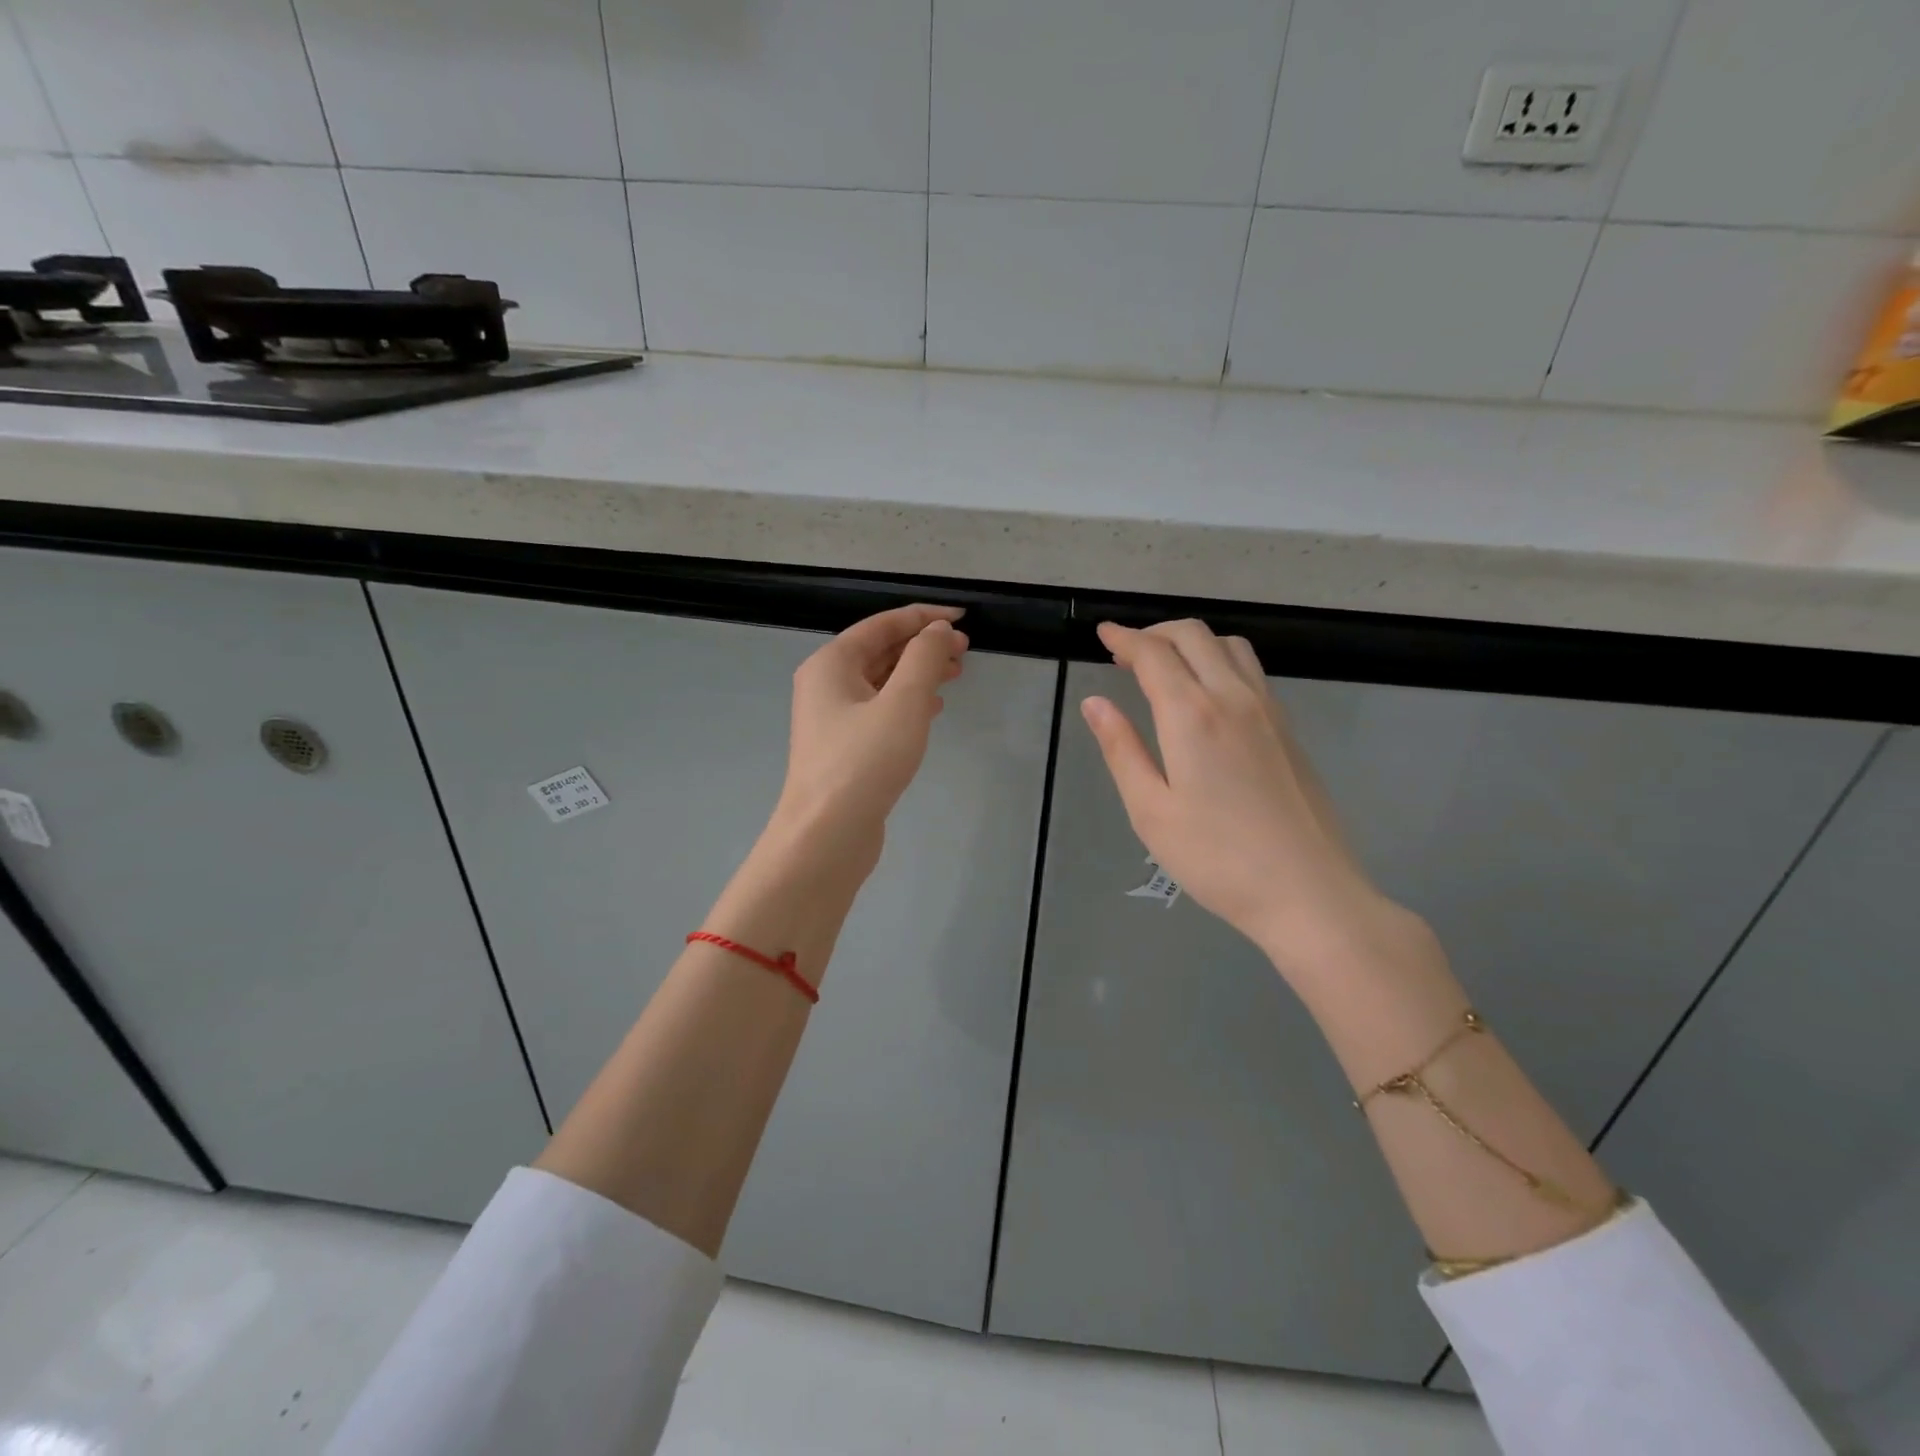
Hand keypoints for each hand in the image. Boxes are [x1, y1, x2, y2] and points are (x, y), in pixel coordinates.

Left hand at [767, 603, 967, 879]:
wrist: (827, 834)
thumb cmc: (864, 762)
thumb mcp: (903, 702)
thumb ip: (924, 658)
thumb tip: (937, 629)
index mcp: (831, 663)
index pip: (882, 624)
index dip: (924, 617)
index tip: (963, 618)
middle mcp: (826, 684)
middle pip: (880, 651)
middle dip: (923, 646)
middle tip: (965, 651)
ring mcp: (833, 719)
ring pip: (882, 682)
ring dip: (919, 674)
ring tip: (956, 675)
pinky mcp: (845, 748)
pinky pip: (880, 710)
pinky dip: (908, 703)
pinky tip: (933, 709)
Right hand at [1080, 620, 1411, 979]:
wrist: (1309, 892)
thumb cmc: (1217, 858)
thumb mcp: (1150, 810)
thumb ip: (1121, 749)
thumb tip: (1095, 703)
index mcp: (1193, 715)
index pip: (1153, 654)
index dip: (1124, 638)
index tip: (1102, 633)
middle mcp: (1234, 697)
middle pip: (1194, 636)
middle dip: (1155, 632)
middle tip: (1125, 652)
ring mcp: (1269, 711)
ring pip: (1229, 646)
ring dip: (1191, 642)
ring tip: (1165, 667)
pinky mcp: (1289, 729)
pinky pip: (1250, 671)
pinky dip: (1219, 660)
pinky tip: (1207, 694)